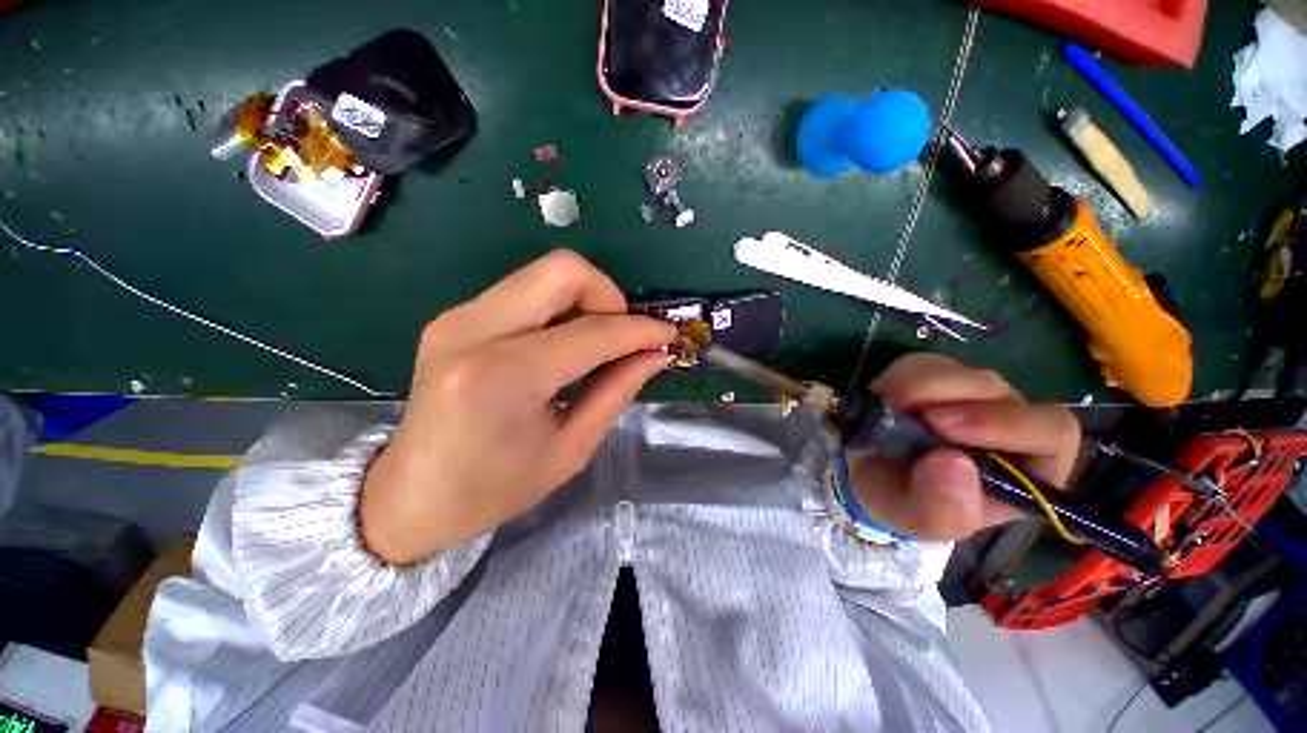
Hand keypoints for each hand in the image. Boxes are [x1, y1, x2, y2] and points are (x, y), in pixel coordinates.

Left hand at [359, 251, 675, 564]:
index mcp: (503, 376)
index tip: (666, 336)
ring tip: (595, 343)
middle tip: (620, 337)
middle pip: (563, 270)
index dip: (639, 330)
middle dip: (608, 296)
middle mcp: (474, 330)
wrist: (409, 497)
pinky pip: (524, 290)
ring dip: (584, 300)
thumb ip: (617, 391)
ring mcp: (458, 316)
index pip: (592, 331)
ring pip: (544, 273)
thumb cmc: (493, 489)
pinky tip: (563, 344)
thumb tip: (655, 355)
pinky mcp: (456, 316)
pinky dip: (558, 307)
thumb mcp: (570, 449)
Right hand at [847, 353, 1080, 541]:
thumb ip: (942, 509)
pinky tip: (885, 403)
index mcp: (1026, 469)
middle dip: (953, 397)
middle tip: (905, 408)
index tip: (945, 426)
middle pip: (999, 392)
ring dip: (918, 387)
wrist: (866, 476)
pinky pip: (923, 364)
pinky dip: (898, 379)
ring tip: (888, 412)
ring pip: (958, 372)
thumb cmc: (903, 503)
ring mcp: (971, 395)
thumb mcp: (919, 521)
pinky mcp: (936, 376)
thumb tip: (954, 464)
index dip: (1008, 424)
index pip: (1051, 432)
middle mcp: (1007, 424)